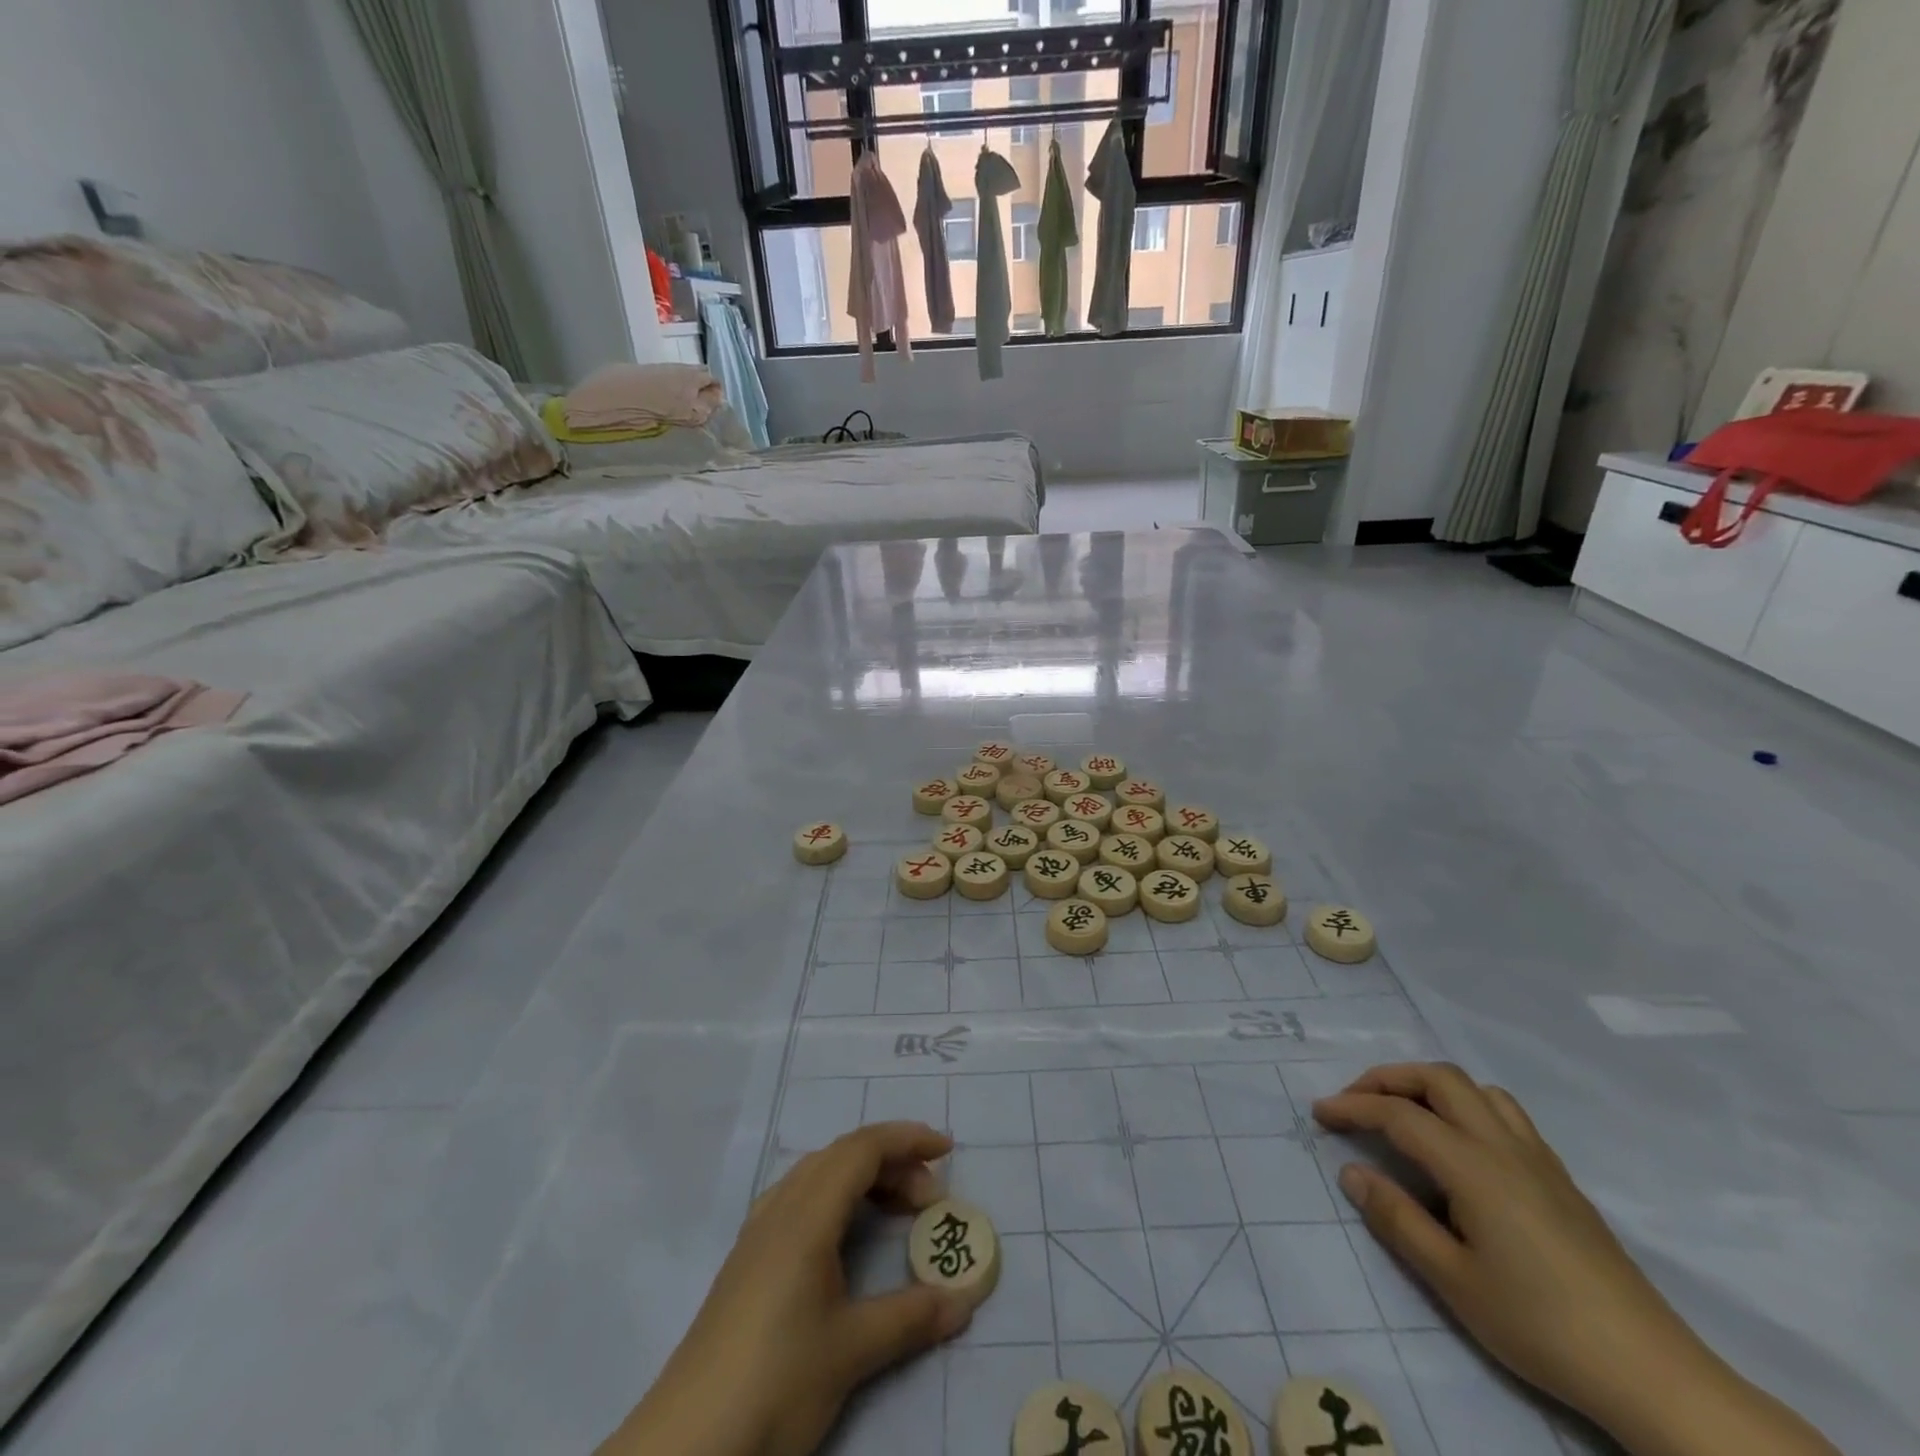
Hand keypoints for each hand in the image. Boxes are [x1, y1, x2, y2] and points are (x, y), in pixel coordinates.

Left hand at [600, 1122, 970, 1455]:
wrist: (688, 1440)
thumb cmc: (776, 1380)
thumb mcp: (851, 1351)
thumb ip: (911, 1317)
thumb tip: (964, 1299)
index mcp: (806, 1214)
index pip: (862, 1149)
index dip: (907, 1139)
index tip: (947, 1151)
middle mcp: (781, 1208)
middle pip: (842, 1156)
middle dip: (892, 1161)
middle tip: (929, 1198)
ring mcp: (758, 1232)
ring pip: (818, 1175)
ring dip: (862, 1178)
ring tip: (896, 1212)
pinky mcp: (747, 1260)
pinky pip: (799, 1199)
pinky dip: (836, 1198)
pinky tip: (843, 1237)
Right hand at [1313, 1064, 1837, 1455]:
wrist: (1650, 1372)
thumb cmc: (1539, 1325)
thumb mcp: (1453, 1280)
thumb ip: (1397, 1219)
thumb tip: (1352, 1172)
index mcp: (1473, 1166)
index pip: (1399, 1115)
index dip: (1353, 1106)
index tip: (1320, 1114)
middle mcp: (1504, 1146)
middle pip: (1439, 1079)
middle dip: (1389, 1079)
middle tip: (1357, 1102)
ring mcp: (1538, 1159)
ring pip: (1477, 1089)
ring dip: (1431, 1086)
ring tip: (1406, 1113)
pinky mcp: (1560, 1179)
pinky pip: (1505, 1114)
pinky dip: (1466, 1106)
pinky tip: (1460, 1145)